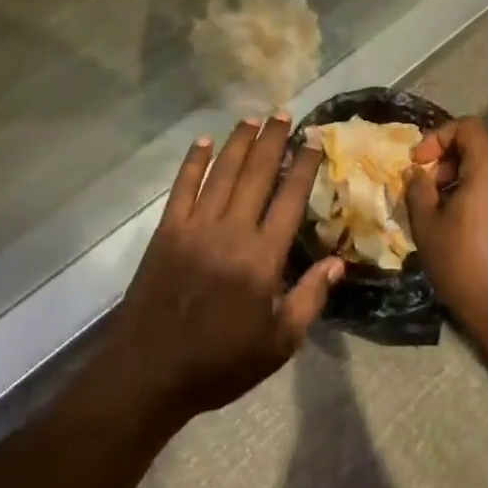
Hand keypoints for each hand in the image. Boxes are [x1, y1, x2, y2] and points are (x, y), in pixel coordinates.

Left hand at [99, 115, 342, 427]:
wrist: (149, 374)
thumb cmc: (220, 363)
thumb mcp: (279, 344)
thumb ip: (310, 299)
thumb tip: (338, 262)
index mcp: (263, 258)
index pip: (290, 198)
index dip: (303, 166)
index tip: (313, 141)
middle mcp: (232, 231)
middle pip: (257, 174)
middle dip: (273, 140)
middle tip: (284, 113)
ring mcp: (196, 227)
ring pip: (222, 172)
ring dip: (239, 142)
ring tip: (253, 118)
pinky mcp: (167, 231)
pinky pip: (183, 187)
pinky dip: (194, 162)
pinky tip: (204, 142)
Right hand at [406, 118, 487, 341]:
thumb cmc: (462, 263)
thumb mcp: (427, 225)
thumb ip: (418, 189)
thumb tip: (416, 172)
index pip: (467, 126)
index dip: (439, 137)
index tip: (419, 163)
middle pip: (482, 142)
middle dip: (450, 155)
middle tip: (429, 182)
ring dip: (465, 172)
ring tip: (442, 203)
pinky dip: (481, 188)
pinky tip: (463, 219)